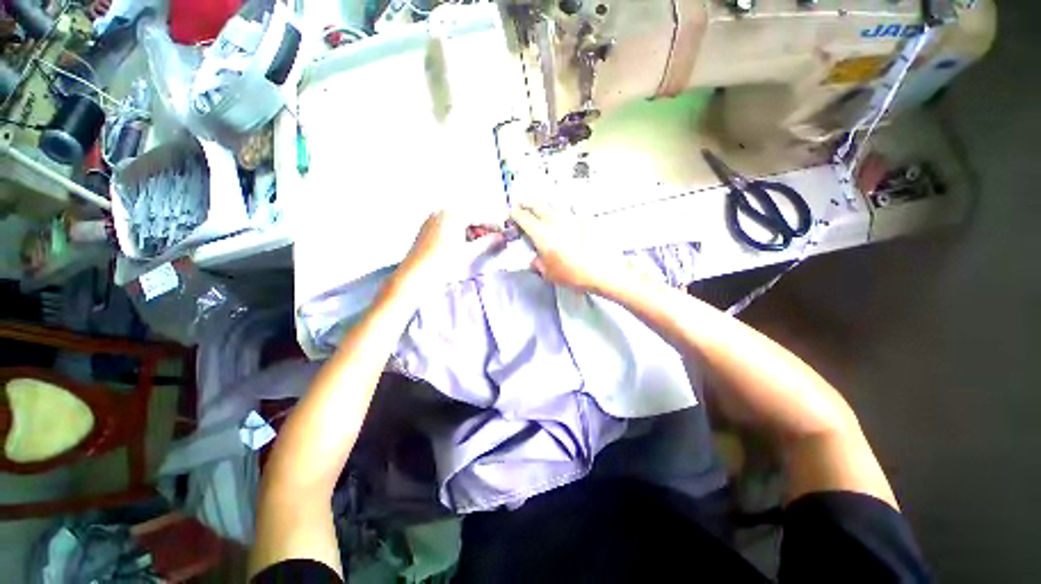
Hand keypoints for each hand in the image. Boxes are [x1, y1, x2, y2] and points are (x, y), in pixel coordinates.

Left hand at [395, 208, 503, 292]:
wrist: (415, 277)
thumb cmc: (443, 263)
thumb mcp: (469, 252)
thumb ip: (488, 242)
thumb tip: (503, 237)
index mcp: (453, 213)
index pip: (480, 215)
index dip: (494, 225)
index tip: (505, 234)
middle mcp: (441, 211)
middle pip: (469, 217)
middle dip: (482, 228)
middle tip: (493, 241)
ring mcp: (432, 219)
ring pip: (459, 222)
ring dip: (471, 232)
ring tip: (479, 246)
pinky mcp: (427, 229)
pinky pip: (449, 226)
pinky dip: (460, 234)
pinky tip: (464, 246)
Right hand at [510, 203, 627, 293]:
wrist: (601, 271)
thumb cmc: (573, 274)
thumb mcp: (549, 274)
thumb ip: (539, 264)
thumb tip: (536, 260)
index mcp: (542, 234)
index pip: (524, 218)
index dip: (515, 214)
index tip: (512, 213)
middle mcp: (554, 222)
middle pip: (537, 205)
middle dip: (527, 203)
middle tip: (522, 204)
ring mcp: (571, 218)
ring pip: (553, 204)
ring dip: (544, 204)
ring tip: (541, 206)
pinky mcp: (585, 219)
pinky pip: (572, 208)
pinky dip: (565, 208)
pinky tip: (566, 210)